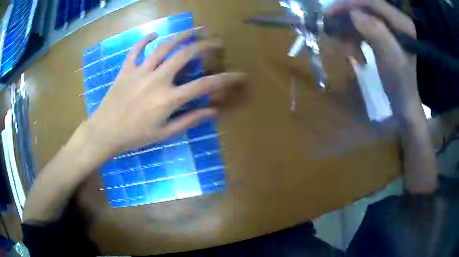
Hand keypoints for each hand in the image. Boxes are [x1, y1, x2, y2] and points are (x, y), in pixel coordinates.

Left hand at [88, 32, 244, 154]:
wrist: (105, 132)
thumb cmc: (135, 136)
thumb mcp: (164, 133)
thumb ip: (189, 120)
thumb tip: (213, 111)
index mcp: (169, 98)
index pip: (204, 85)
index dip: (225, 79)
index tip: (239, 74)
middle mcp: (157, 79)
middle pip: (185, 55)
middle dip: (205, 45)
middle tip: (216, 41)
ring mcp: (140, 71)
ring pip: (163, 46)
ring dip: (181, 35)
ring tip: (194, 29)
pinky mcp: (126, 69)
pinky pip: (136, 50)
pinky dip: (144, 40)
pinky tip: (153, 34)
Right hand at [329, 0, 419, 116]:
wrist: (404, 102)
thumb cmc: (400, 84)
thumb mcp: (391, 60)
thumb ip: (376, 32)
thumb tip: (354, 12)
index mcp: (402, 23)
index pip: (372, 2)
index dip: (350, 3)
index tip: (330, 12)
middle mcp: (395, 20)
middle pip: (365, 8)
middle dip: (347, 19)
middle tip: (333, 31)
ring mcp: (388, 27)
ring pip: (361, 19)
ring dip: (350, 33)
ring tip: (349, 52)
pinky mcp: (383, 35)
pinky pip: (362, 29)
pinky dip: (354, 40)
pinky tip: (355, 54)